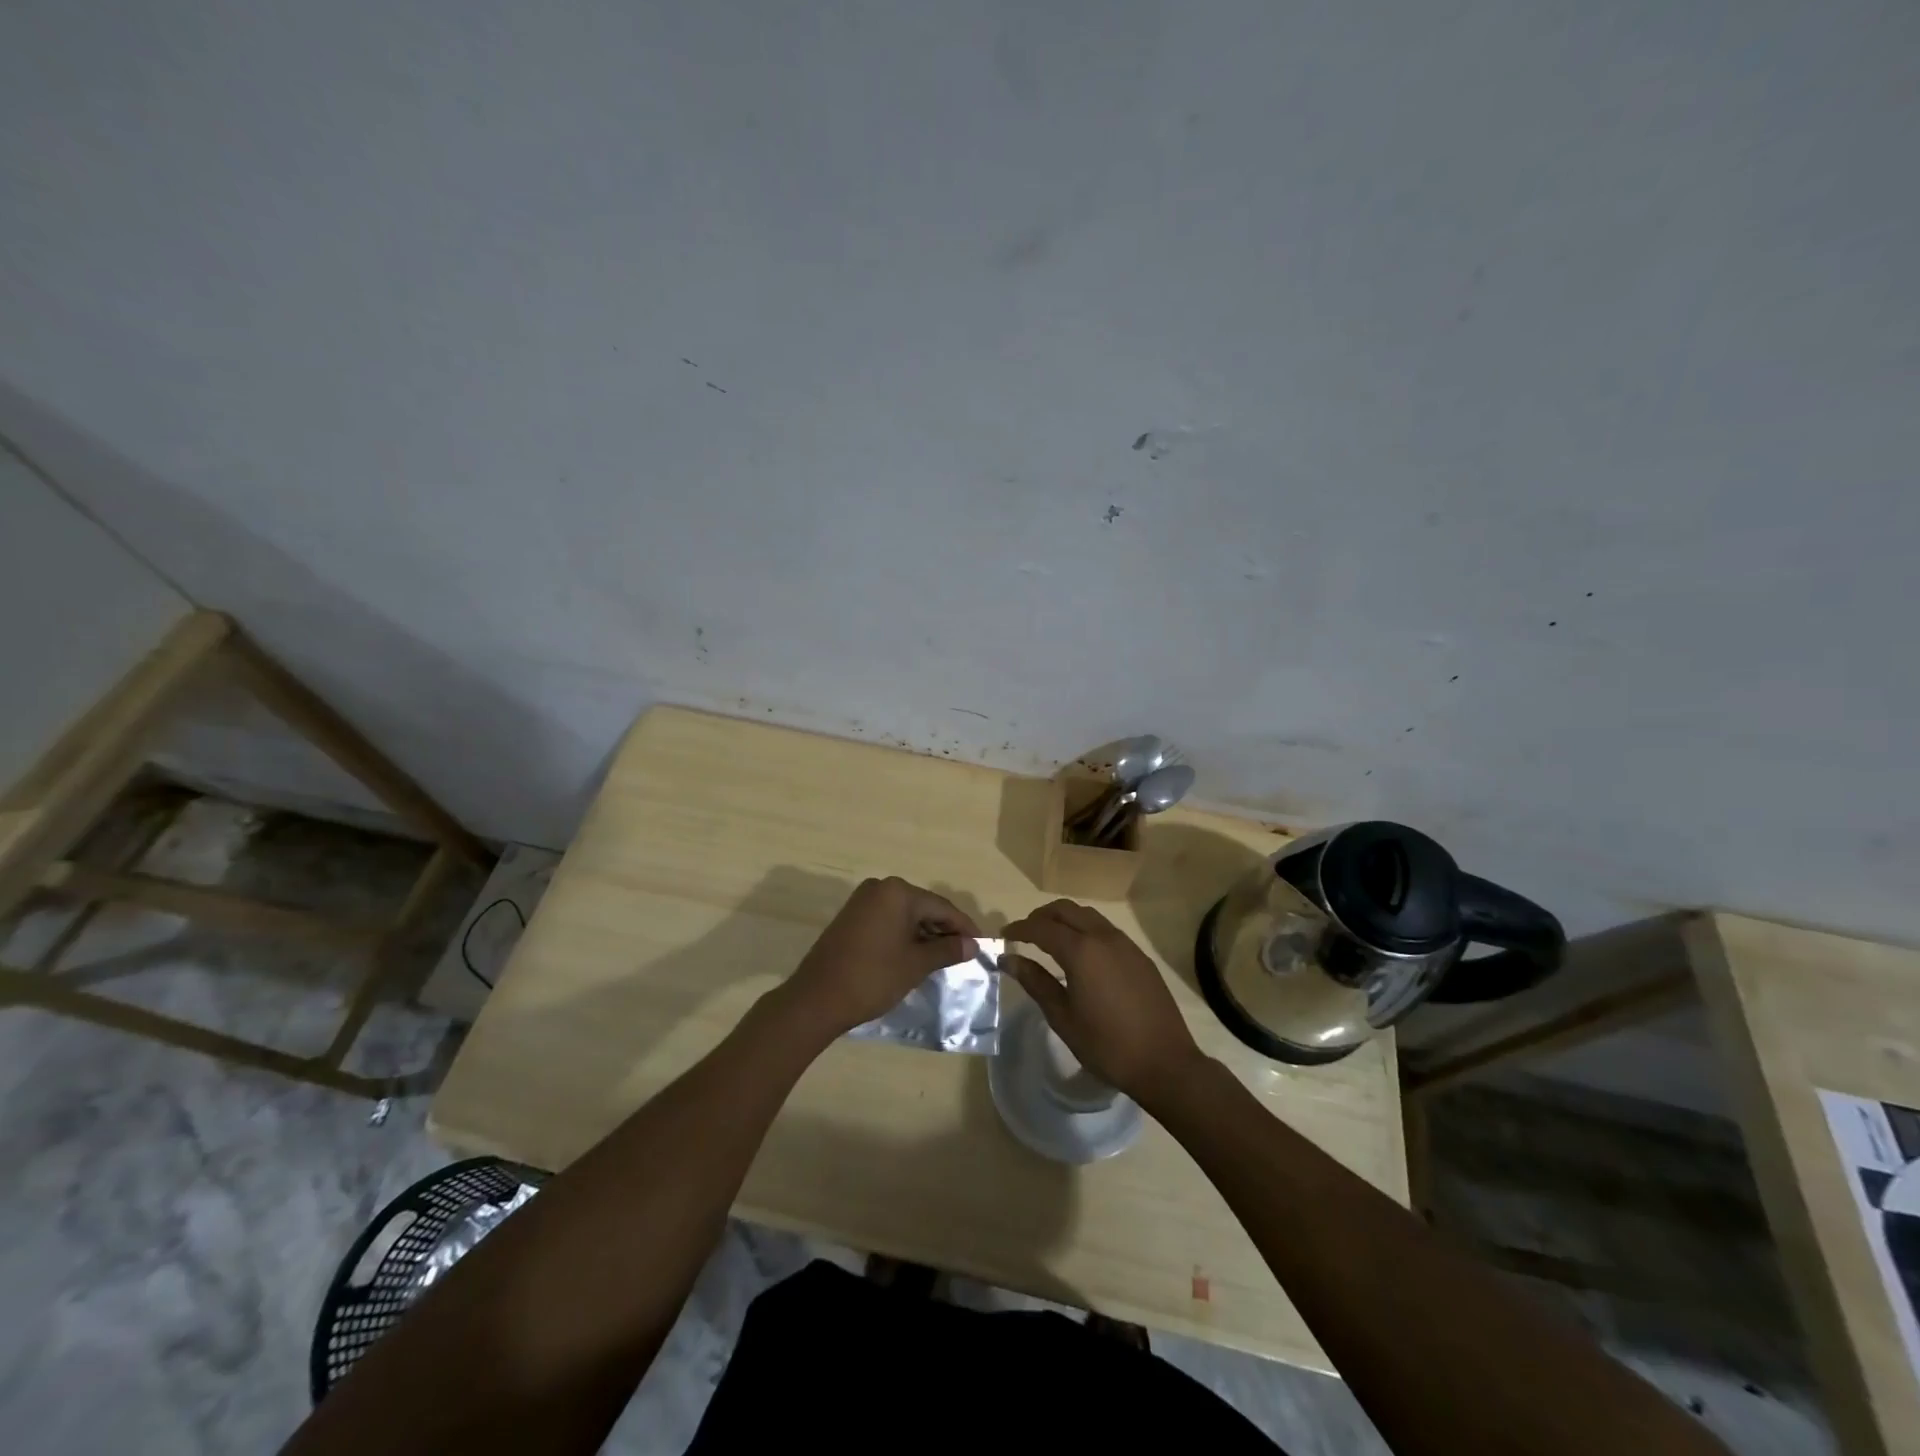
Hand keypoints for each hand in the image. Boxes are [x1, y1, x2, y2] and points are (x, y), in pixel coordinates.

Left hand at [784, 877, 978, 1036]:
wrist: (817, 998)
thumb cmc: (873, 978)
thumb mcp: (916, 964)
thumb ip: (947, 950)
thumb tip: (972, 945)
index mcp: (898, 892)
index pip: (942, 907)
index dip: (964, 927)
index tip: (982, 945)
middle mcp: (880, 888)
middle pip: (923, 907)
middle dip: (945, 930)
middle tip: (965, 953)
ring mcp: (863, 901)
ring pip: (905, 914)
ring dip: (925, 933)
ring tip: (944, 957)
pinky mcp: (852, 917)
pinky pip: (888, 920)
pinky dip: (905, 934)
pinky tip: (916, 954)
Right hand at [1001, 899, 1206, 1108]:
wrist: (1164, 1062)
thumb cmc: (1106, 1045)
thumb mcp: (1063, 1017)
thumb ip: (1035, 982)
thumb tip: (1009, 959)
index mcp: (1081, 951)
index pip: (1042, 928)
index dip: (1020, 928)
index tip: (1003, 934)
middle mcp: (1104, 937)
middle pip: (1066, 910)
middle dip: (1042, 917)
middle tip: (1025, 933)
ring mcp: (1126, 944)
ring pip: (1088, 916)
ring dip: (1065, 920)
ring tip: (1050, 940)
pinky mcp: (1139, 956)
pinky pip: (1106, 930)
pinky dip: (1085, 930)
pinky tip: (1081, 954)